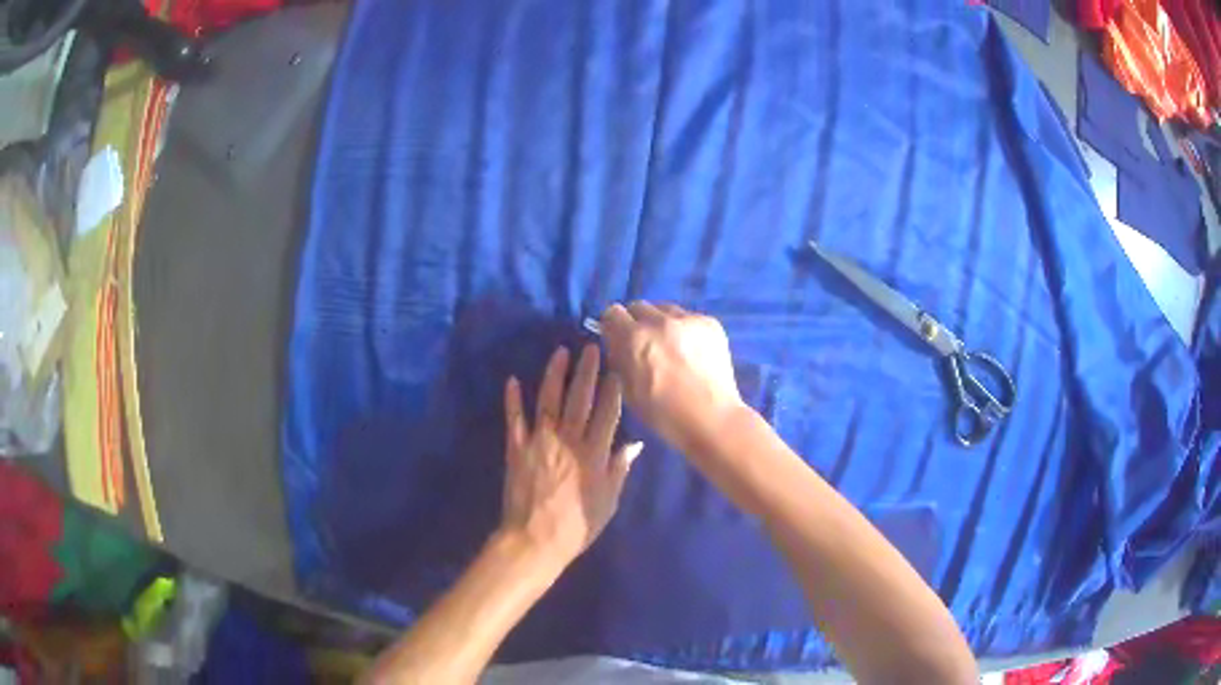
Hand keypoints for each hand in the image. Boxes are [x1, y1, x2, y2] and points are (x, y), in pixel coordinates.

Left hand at [499, 345, 643, 567]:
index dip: (612, 389)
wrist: (535, 541)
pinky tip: (512, 380)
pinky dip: (512, 399)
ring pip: (548, 401)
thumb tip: (635, 443)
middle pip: (579, 399)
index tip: (616, 367)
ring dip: (554, 374)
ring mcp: (539, 442)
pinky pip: (514, 419)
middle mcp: (568, 440)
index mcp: (593, 454)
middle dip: (587, 371)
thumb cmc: (577, 526)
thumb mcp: (608, 502)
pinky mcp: (516, 449)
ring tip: (560, 351)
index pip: (607, 413)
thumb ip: (619, 470)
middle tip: (591, 347)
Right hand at [599, 302, 745, 453]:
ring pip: (664, 309)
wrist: (712, 418)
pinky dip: (684, 329)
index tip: (617, 338)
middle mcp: (660, 321)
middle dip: (636, 322)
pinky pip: (688, 317)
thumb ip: (618, 358)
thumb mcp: (627, 390)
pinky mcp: (710, 323)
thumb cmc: (664, 413)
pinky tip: (690, 351)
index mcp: (635, 338)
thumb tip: (616, 341)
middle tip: (643, 343)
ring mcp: (688, 319)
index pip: (613, 312)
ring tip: (669, 346)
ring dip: (660, 322)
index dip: (613, 326)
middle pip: (638, 306)